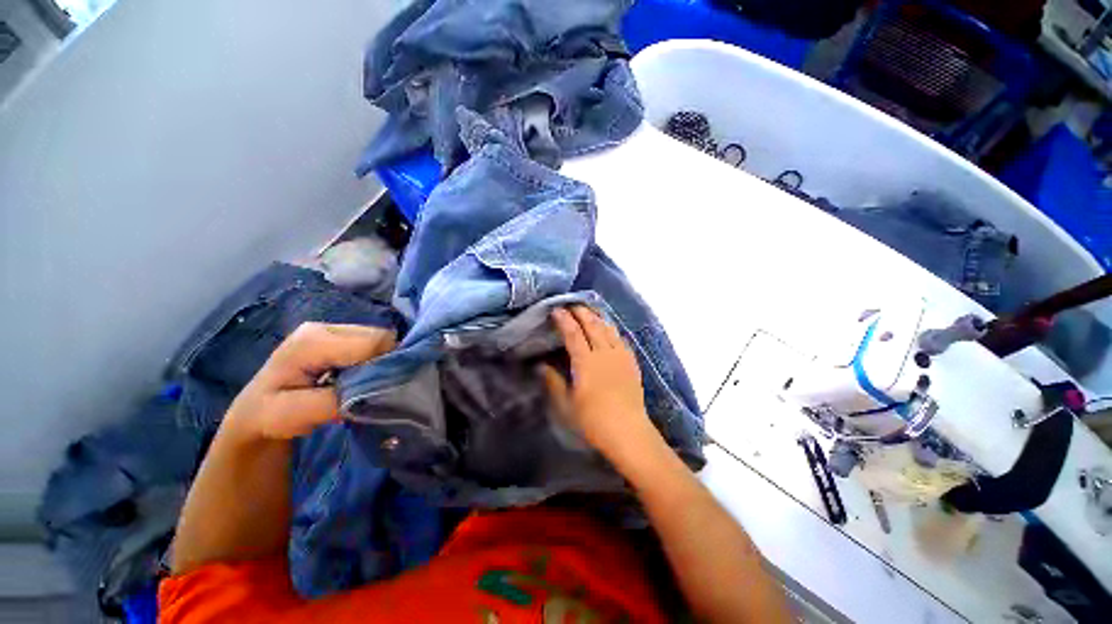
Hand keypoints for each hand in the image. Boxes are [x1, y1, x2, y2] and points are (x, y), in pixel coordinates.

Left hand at [224, 322, 395, 441]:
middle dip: (384, 363)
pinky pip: (373, 344)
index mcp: (313, 340)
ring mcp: (330, 329)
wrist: (252, 414)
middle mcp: (324, 326)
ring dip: (379, 363)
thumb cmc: (268, 416)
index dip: (385, 365)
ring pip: (380, 340)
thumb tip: (375, 391)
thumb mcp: (292, 415)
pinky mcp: (336, 336)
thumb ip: (334, 400)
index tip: (380, 391)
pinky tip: (358, 377)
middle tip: (371, 389)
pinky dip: (374, 361)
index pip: (375, 342)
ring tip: (363, 385)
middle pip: (380, 337)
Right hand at [542, 306, 658, 461]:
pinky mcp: (631, 362)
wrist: (628, 432)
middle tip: (572, 304)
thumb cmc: (593, 421)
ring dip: (597, 317)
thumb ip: (553, 382)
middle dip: (581, 312)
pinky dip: (612, 329)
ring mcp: (620, 356)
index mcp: (586, 362)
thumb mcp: (566, 405)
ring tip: (589, 311)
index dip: (564, 320)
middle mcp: (604, 353)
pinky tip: (609, 329)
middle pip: (592, 326)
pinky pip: (620, 339)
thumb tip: (540, 365)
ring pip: (608, 329)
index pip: (573, 334)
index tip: (556, 310)